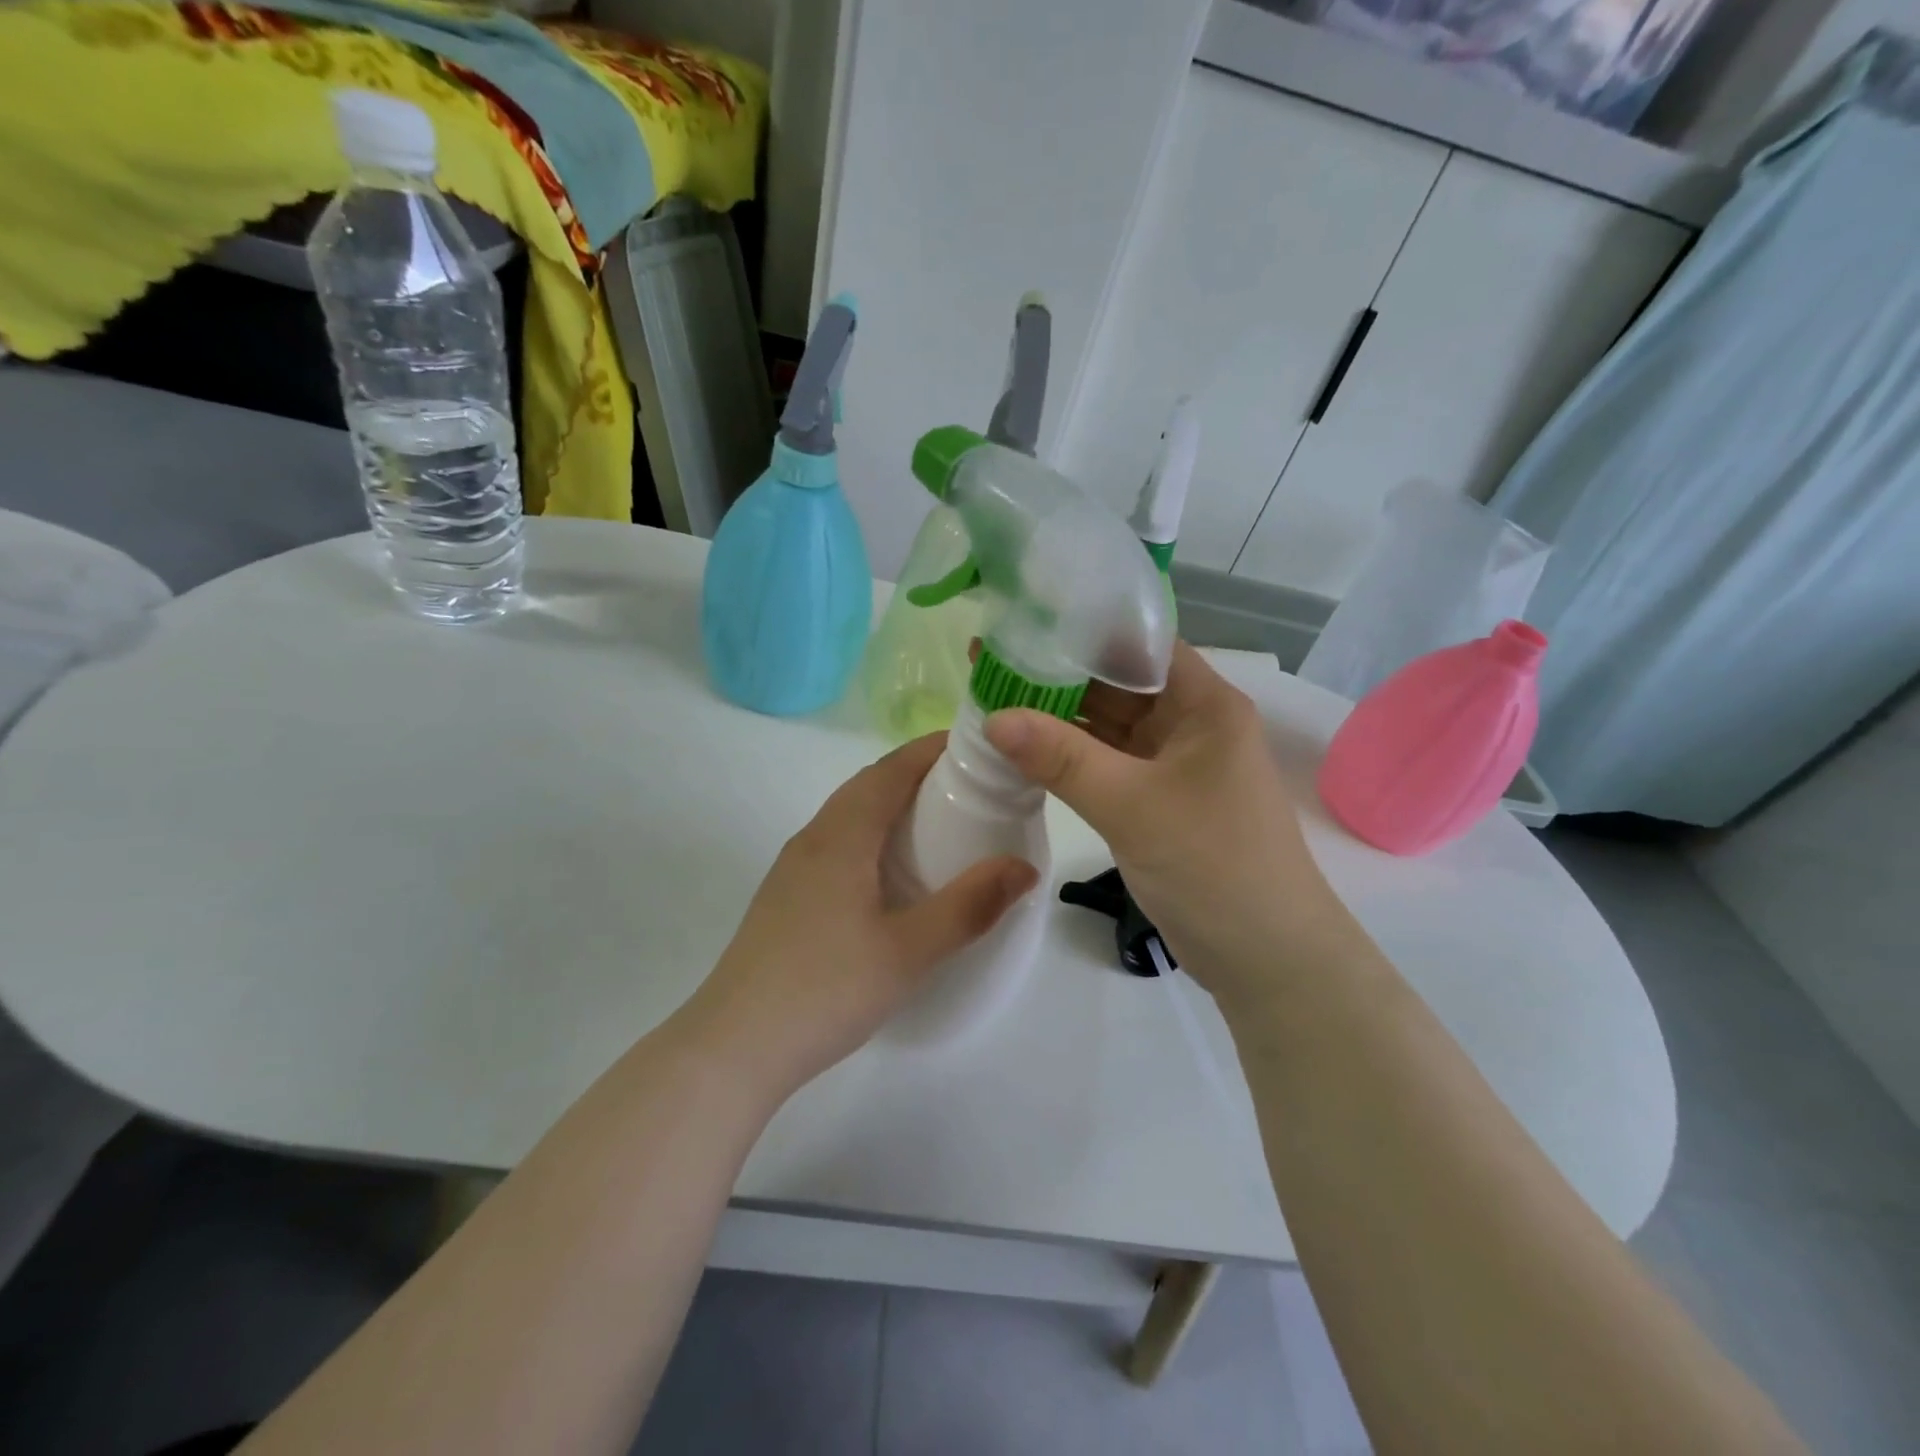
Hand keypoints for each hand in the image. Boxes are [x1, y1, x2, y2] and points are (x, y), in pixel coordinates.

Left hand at [677, 734, 1038, 1101]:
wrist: (735, 1047)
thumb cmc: (825, 989)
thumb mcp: (908, 951)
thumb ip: (969, 907)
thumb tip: (1023, 867)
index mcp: (840, 836)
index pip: (890, 769)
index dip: (932, 749)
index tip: (978, 747)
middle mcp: (813, 838)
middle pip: (869, 785)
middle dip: (918, 774)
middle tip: (972, 788)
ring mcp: (793, 868)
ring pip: (850, 815)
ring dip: (893, 805)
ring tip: (941, 825)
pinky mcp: (786, 897)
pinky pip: (838, 844)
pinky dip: (873, 836)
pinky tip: (893, 875)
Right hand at [983, 642, 1351, 1007]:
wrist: (1266, 959)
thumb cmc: (1214, 866)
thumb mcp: (1133, 806)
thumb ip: (1062, 759)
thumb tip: (993, 716)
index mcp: (1203, 703)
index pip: (1139, 643)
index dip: (1083, 628)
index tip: (1022, 621)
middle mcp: (1188, 723)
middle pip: (1117, 682)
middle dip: (1057, 673)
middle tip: (989, 659)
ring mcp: (1170, 764)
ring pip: (1107, 726)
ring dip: (1057, 717)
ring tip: (992, 696)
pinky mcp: (1154, 800)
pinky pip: (1104, 764)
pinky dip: (1067, 757)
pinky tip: (1020, 748)